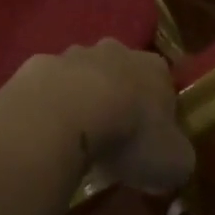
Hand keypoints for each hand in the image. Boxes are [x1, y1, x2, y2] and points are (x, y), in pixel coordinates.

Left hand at [7, 42, 192, 194]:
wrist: (65, 115)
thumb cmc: (130, 136)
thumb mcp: (174, 163)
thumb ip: (178, 159)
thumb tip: (171, 161)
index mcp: (154, 68)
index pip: (163, 84)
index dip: (159, 112)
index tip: (151, 140)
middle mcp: (114, 51)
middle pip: (120, 72)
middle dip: (117, 98)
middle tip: (112, 136)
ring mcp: (72, 54)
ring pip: (81, 75)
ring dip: (80, 98)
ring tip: (76, 137)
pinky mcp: (37, 65)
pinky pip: (48, 87)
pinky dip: (49, 105)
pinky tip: (46, 131)